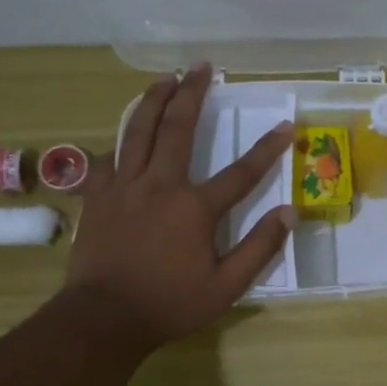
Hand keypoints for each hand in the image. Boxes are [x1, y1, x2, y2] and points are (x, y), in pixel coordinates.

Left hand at [64, 64, 295, 352]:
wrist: (103, 318)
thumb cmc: (169, 304)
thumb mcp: (226, 286)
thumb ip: (259, 248)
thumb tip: (289, 212)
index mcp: (194, 208)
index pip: (241, 172)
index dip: (267, 148)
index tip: (285, 125)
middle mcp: (159, 185)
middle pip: (178, 129)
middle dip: (193, 94)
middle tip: (202, 67)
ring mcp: (123, 187)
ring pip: (137, 131)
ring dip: (153, 100)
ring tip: (164, 78)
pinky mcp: (98, 196)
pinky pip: (108, 156)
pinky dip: (120, 138)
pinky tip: (126, 130)